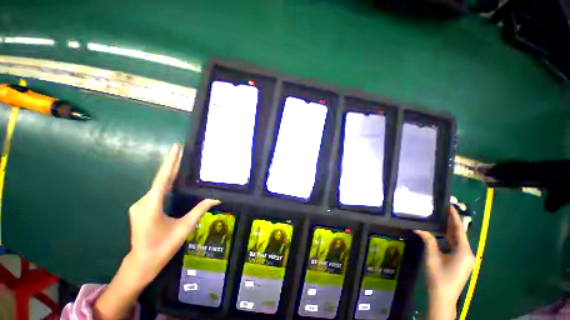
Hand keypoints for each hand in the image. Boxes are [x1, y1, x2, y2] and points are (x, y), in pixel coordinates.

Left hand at [94, 143, 219, 319]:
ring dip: (169, 173)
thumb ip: (200, 210)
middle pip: (160, 179)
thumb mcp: (184, 228)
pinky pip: (156, 191)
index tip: (175, 147)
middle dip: (170, 163)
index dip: (170, 162)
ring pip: (158, 185)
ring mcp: (140, 205)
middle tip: (179, 149)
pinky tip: (172, 178)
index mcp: (151, 205)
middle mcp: (143, 201)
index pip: (163, 178)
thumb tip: (216, 199)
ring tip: (180, 161)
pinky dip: (165, 183)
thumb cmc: (163, 247)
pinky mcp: (141, 208)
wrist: (142, 263)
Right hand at [414, 207, 474, 319]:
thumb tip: (418, 226)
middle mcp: (468, 253)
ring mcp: (465, 258)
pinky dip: (449, 238)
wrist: (443, 297)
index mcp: (464, 251)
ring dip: (449, 230)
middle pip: (459, 234)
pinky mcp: (461, 262)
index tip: (449, 205)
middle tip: (442, 209)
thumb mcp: (432, 256)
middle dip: (451, 222)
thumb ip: (428, 239)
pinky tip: (441, 232)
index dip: (454, 217)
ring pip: (457, 240)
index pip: (459, 230)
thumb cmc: (438, 277)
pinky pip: (456, 246)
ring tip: (440, 218)